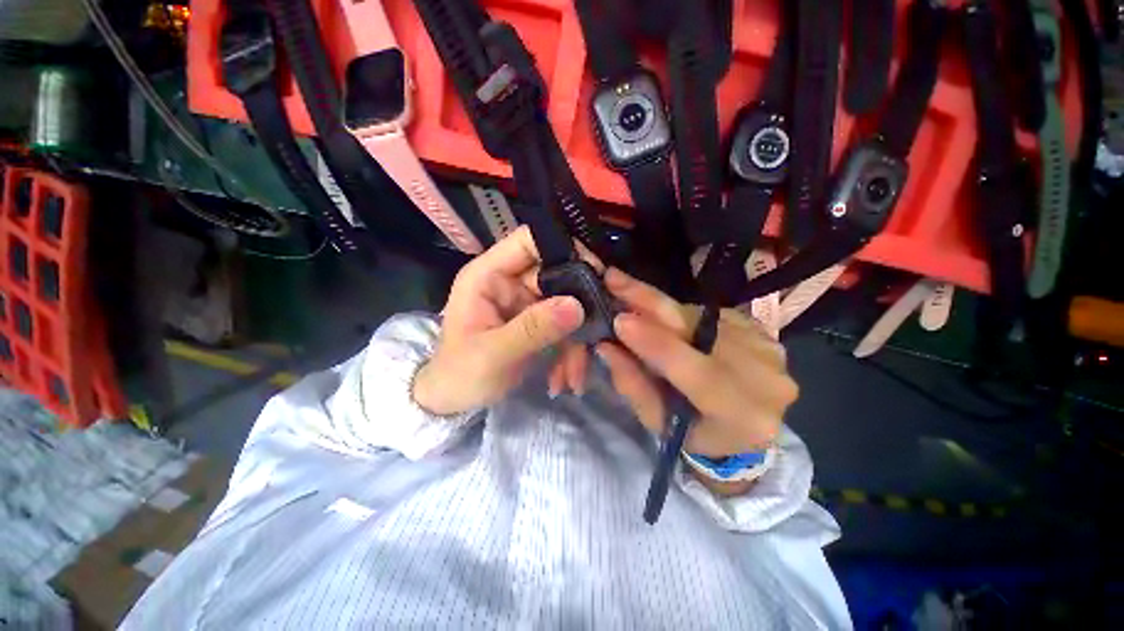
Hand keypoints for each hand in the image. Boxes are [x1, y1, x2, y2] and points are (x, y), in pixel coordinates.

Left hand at [412, 227, 585, 415]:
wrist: (452, 401)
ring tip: (574, 375)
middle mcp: (510, 283)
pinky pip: (564, 328)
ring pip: (566, 306)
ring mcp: (525, 303)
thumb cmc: (460, 374)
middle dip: (579, 307)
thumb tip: (577, 306)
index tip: (596, 273)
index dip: (562, 248)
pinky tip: (566, 379)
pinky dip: (570, 352)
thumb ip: (533, 329)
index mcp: (489, 276)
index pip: (528, 242)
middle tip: (598, 330)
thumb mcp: (493, 354)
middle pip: (557, 275)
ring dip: (576, 340)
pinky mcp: (537, 323)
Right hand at [596, 269, 797, 458]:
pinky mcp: (764, 330)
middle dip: (652, 305)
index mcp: (743, 417)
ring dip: (661, 305)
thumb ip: (633, 384)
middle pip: (702, 332)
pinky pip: (710, 312)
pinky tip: (665, 317)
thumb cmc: (695, 432)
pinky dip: (680, 312)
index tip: (619, 320)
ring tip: (629, 294)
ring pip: (702, 317)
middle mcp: (767, 380)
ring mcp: (770, 349)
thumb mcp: (658, 420)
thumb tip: (606, 347)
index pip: (699, 374)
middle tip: (615, 280)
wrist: (744, 422)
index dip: (658, 344)